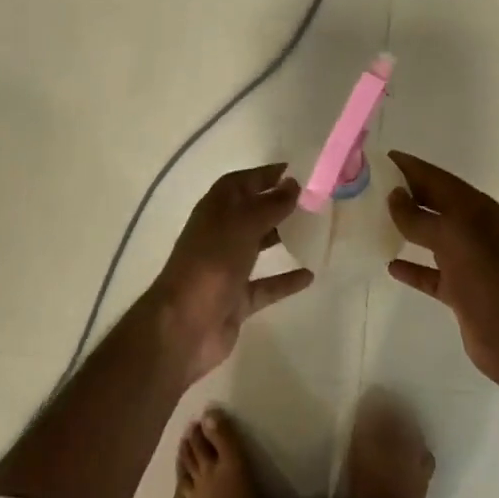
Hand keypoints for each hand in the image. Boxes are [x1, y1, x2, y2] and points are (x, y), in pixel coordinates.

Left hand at [149, 162, 312, 383]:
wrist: (183, 326)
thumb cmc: (211, 262)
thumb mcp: (244, 224)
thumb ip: (271, 204)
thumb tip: (293, 183)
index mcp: (216, 209)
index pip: (243, 181)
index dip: (267, 174)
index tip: (299, 171)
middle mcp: (220, 234)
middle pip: (252, 212)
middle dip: (279, 205)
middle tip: (314, 201)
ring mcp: (227, 267)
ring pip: (259, 246)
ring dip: (282, 238)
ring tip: (315, 230)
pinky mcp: (236, 298)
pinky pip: (266, 285)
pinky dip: (285, 280)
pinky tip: (310, 275)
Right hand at [385, 151, 498, 391]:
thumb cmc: (484, 276)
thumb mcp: (450, 237)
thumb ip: (418, 216)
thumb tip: (394, 196)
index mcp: (476, 208)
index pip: (437, 178)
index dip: (411, 167)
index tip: (381, 159)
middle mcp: (474, 229)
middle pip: (435, 203)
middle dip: (407, 194)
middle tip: (371, 187)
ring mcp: (469, 261)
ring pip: (432, 237)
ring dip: (408, 228)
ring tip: (376, 219)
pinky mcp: (462, 290)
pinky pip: (432, 272)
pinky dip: (413, 267)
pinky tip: (390, 265)